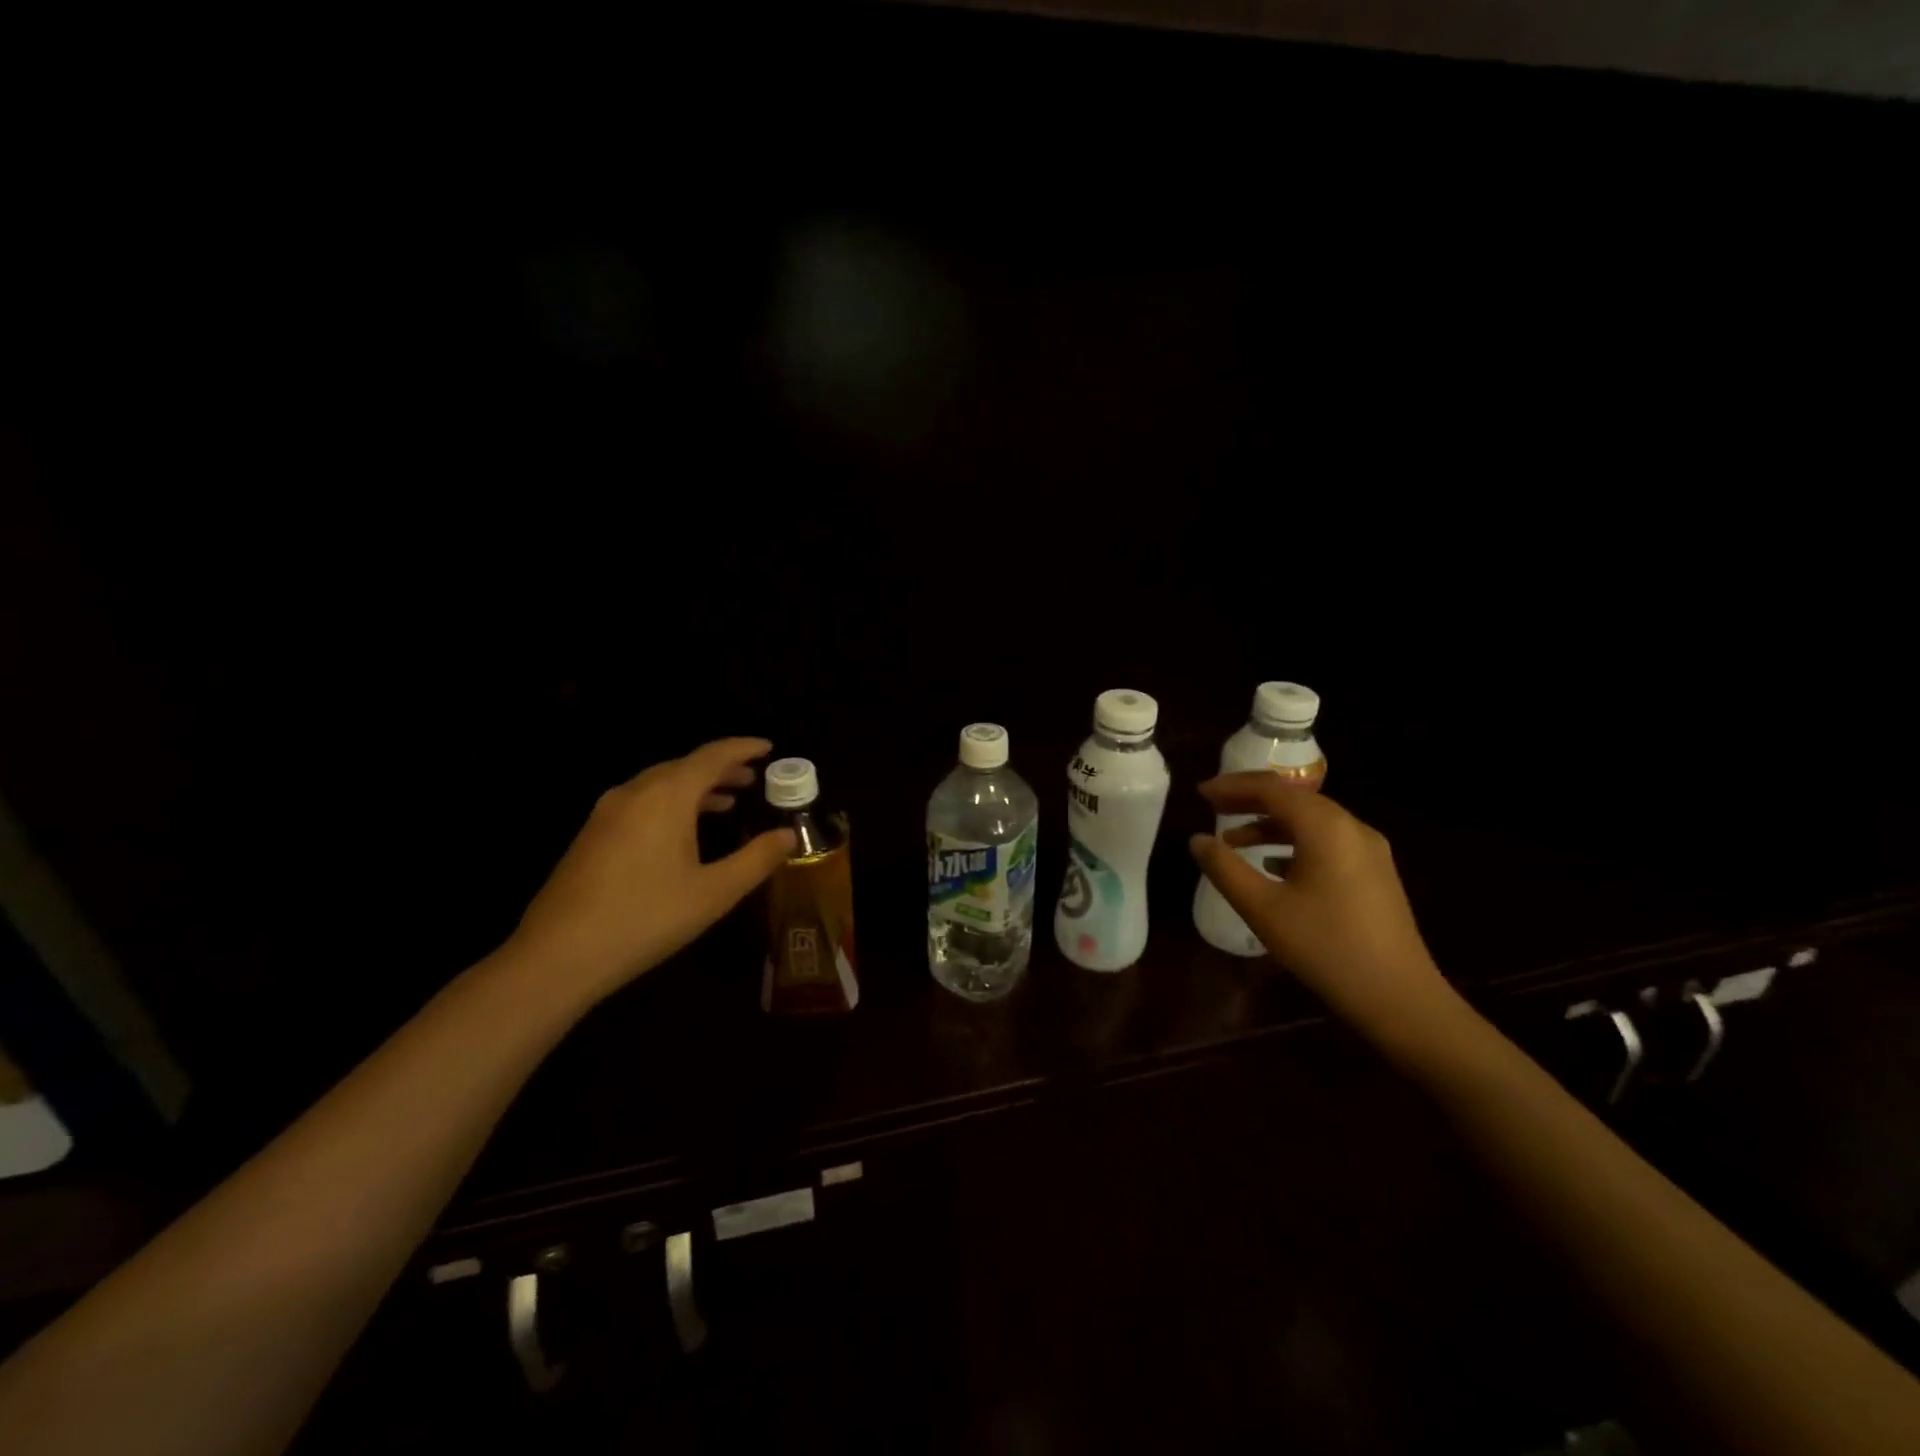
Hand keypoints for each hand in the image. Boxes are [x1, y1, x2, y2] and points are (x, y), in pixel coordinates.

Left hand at [502, 738, 796, 1003]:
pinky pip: (640, 801)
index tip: (768, 747)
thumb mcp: (714, 892)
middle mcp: (634, 792)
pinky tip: (679, 831)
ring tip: (726, 801)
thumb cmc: (646, 918)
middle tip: (753, 777)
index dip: (743, 748)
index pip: (712, 756)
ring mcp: (606, 812)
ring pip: (660, 784)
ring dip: (696, 787)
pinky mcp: (591, 834)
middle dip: (721, 768)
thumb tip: (789, 835)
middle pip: (684, 766)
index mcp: (666, 796)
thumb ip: (756, 859)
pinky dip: (670, 803)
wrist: (558, 955)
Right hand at [1189, 774, 1448, 1033]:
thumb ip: (1224, 868)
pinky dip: (1293, 843)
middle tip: (1212, 808)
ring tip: (1234, 840)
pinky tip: (1273, 865)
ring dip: (1270, 824)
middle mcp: (1352, 828)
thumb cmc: (1325, 947)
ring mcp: (1369, 851)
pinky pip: (1327, 842)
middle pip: (1294, 799)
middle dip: (1250, 801)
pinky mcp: (1375, 873)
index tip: (1200, 794)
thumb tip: (1197, 840)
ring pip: (1311, 822)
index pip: (1272, 789)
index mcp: (1325, 828)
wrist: (1399, 998)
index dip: (1232, 786)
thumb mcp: (1262, 908)